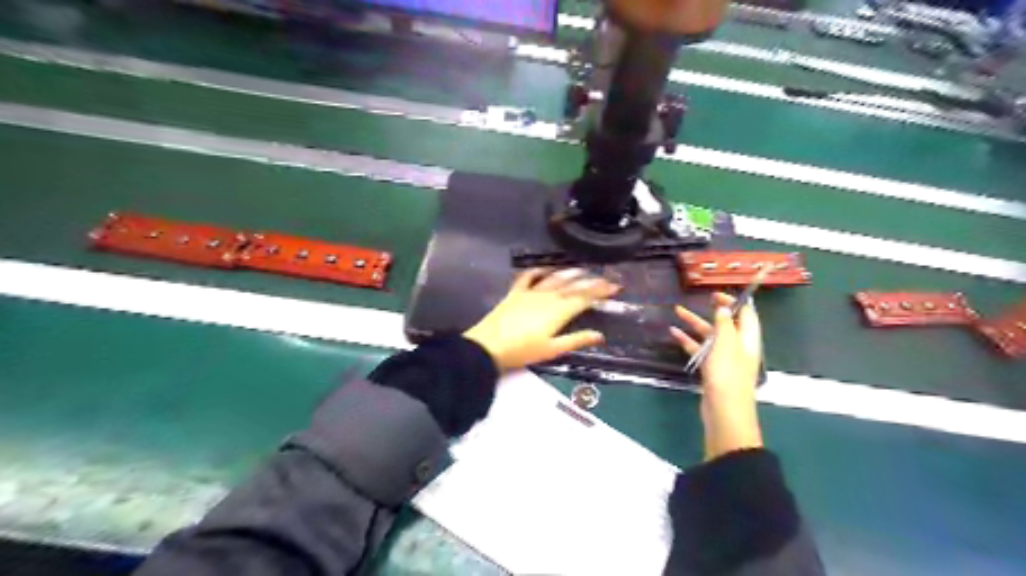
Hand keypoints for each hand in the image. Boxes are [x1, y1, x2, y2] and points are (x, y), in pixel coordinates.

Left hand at [464, 268, 616, 369]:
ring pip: (554, 278)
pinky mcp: (515, 293)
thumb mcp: (552, 349)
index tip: (614, 286)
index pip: (584, 298)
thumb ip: (576, 340)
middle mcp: (547, 297)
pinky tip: (545, 268)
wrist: (488, 346)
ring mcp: (530, 293)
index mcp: (558, 311)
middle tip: (604, 277)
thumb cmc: (522, 351)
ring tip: (582, 270)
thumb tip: (599, 335)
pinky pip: (528, 277)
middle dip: (590, 281)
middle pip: (572, 286)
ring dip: (569, 273)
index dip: (600, 291)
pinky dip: (538, 270)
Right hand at [671, 295, 765, 461]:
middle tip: (702, 298)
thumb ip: (724, 325)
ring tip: (677, 311)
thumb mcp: (725, 346)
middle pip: (727, 323)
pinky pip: (699, 349)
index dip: (734, 301)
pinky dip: (688, 341)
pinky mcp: (711, 369)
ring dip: (695, 323)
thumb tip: (724, 309)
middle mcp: (737, 347)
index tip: (716, 294)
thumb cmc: (727, 377)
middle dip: (714, 310)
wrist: (724, 412)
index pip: (746, 314)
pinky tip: (673, 333)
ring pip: (710, 336)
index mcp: (747, 340)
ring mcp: (724, 359)